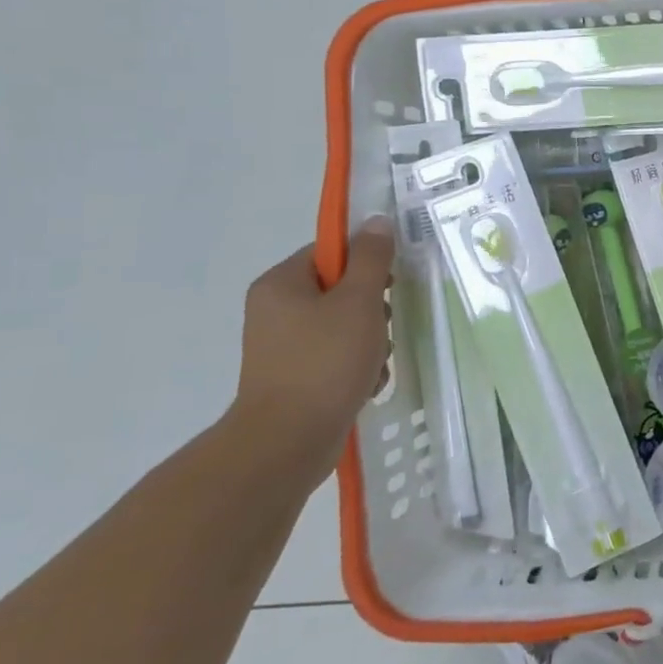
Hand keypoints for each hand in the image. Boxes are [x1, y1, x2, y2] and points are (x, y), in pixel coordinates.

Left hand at [228, 219, 394, 487]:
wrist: (288, 442)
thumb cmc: (324, 361)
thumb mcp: (359, 301)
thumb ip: (372, 259)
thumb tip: (377, 221)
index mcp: (281, 284)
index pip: (330, 253)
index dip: (365, 264)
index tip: (388, 285)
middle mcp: (274, 310)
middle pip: (340, 290)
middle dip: (372, 310)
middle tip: (381, 328)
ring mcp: (282, 347)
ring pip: (343, 326)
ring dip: (370, 342)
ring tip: (374, 364)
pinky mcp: (293, 377)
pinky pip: (335, 357)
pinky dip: (356, 367)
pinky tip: (366, 384)